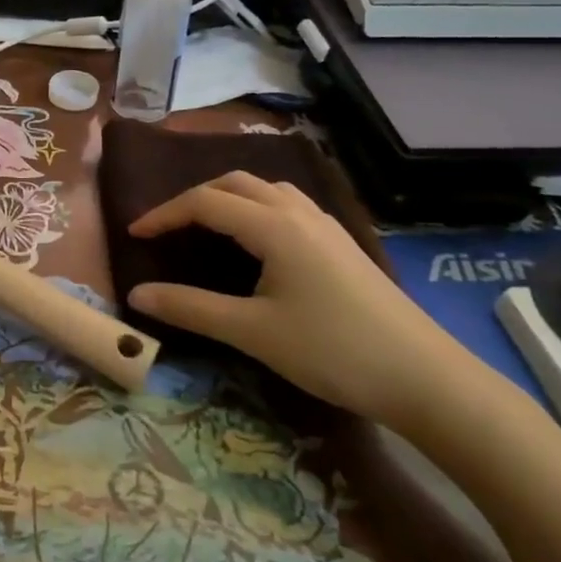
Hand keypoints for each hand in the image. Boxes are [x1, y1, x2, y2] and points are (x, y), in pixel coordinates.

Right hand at [127, 172, 484, 430]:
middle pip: (236, 183)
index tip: (134, 235)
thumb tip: (136, 295)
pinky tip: (259, 243)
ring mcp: (327, 226)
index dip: (164, 214)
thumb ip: (191, 308)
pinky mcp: (343, 244)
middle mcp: (299, 212)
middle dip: (194, 199)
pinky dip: (257, 209)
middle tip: (168, 229)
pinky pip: (289, 206)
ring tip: (208, 227)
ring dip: (229, 198)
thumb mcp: (253, 332)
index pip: (205, 202)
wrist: (426, 378)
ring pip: (267, 190)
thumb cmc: (333, 350)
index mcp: (274, 225)